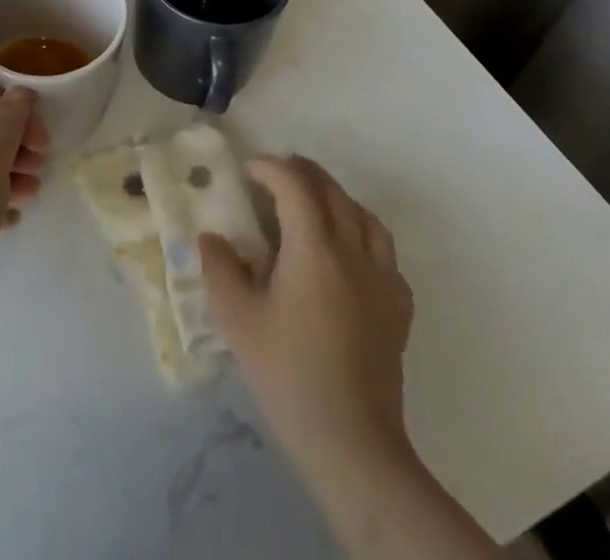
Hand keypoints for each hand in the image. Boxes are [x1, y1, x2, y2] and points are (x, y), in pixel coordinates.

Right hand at [199, 157, 413, 466]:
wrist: (351, 441)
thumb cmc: (288, 374)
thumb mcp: (237, 319)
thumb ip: (219, 268)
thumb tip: (211, 237)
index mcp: (314, 248)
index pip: (295, 185)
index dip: (270, 168)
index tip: (248, 171)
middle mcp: (353, 251)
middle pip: (332, 191)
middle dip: (302, 172)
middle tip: (274, 176)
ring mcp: (382, 278)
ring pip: (363, 215)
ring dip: (335, 198)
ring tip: (311, 205)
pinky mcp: (399, 307)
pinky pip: (383, 250)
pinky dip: (361, 233)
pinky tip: (346, 254)